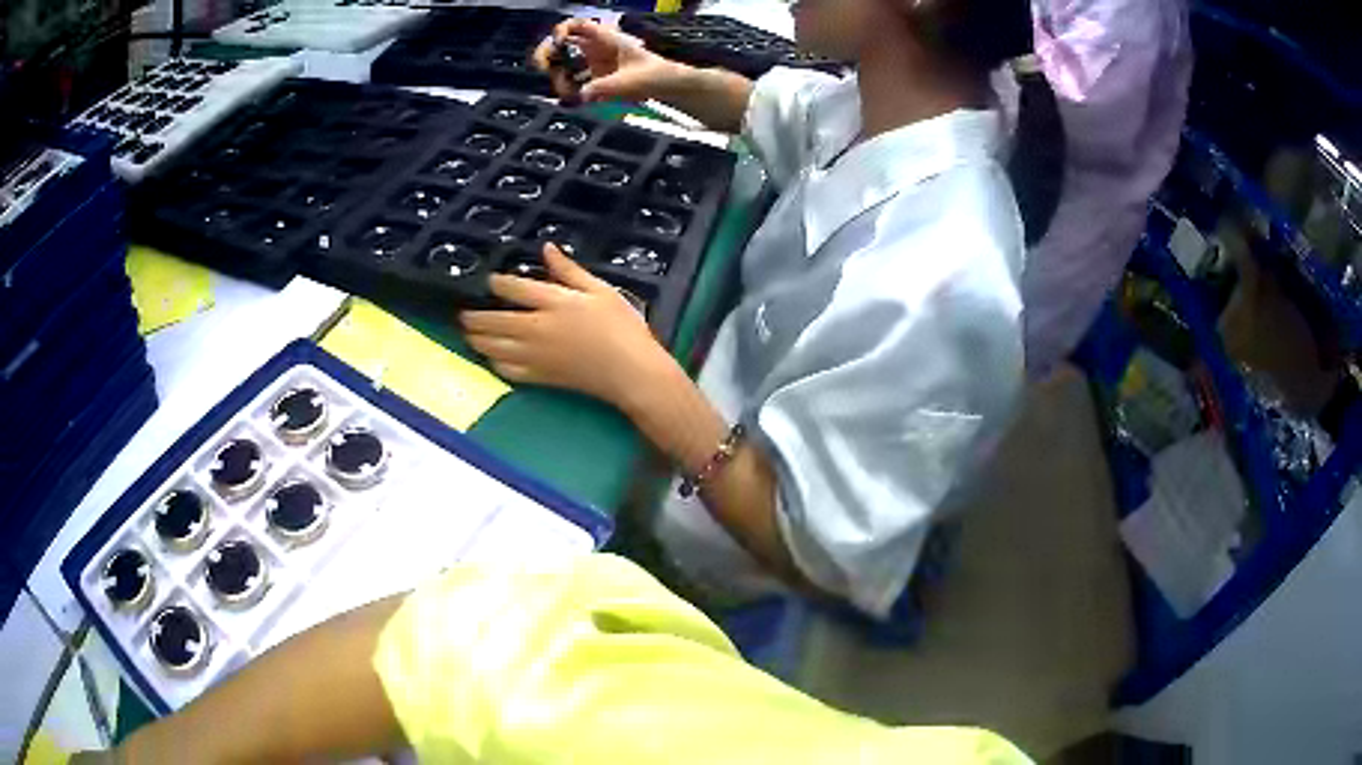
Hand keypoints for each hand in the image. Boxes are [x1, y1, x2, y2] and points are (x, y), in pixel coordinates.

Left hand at [461, 244, 667, 407]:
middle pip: (494, 321)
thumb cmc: (622, 327)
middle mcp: (537, 329)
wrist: (631, 372)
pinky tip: (490, 356)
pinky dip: (493, 362)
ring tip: (468, 333)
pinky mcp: (540, 377)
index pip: (513, 289)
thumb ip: (570, 270)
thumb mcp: (601, 291)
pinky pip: (506, 370)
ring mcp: (535, 356)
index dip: (496, 283)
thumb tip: (547, 249)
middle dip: (473, 316)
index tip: (488, 280)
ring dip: (476, 339)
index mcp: (554, 303)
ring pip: (493, 347)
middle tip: (461, 312)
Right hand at [532, 18, 684, 103]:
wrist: (669, 87)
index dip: (561, 31)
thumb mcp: (629, 81)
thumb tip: (582, 95)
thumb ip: (604, 87)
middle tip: (547, 69)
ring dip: (560, 77)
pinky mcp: (596, 79)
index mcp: (607, 39)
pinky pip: (574, 81)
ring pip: (565, 64)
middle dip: (550, 56)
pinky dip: (569, 89)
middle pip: (563, 45)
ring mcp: (595, 63)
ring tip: (565, 92)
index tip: (556, 45)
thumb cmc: (655, 76)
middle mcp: (597, 48)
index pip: (577, 25)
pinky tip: (572, 97)